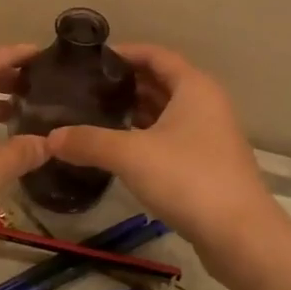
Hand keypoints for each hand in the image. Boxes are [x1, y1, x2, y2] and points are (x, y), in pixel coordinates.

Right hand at [46, 44, 275, 264]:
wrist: (240, 236)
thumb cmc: (188, 179)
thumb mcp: (130, 155)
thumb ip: (88, 142)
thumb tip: (50, 138)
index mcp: (194, 87)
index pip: (155, 55)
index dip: (124, 53)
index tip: (90, 60)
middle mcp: (205, 104)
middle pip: (161, 82)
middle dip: (125, 84)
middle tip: (85, 89)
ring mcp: (209, 135)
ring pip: (166, 112)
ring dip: (134, 111)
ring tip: (95, 115)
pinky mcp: (207, 164)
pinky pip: (170, 137)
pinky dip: (145, 136)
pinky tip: (118, 148)